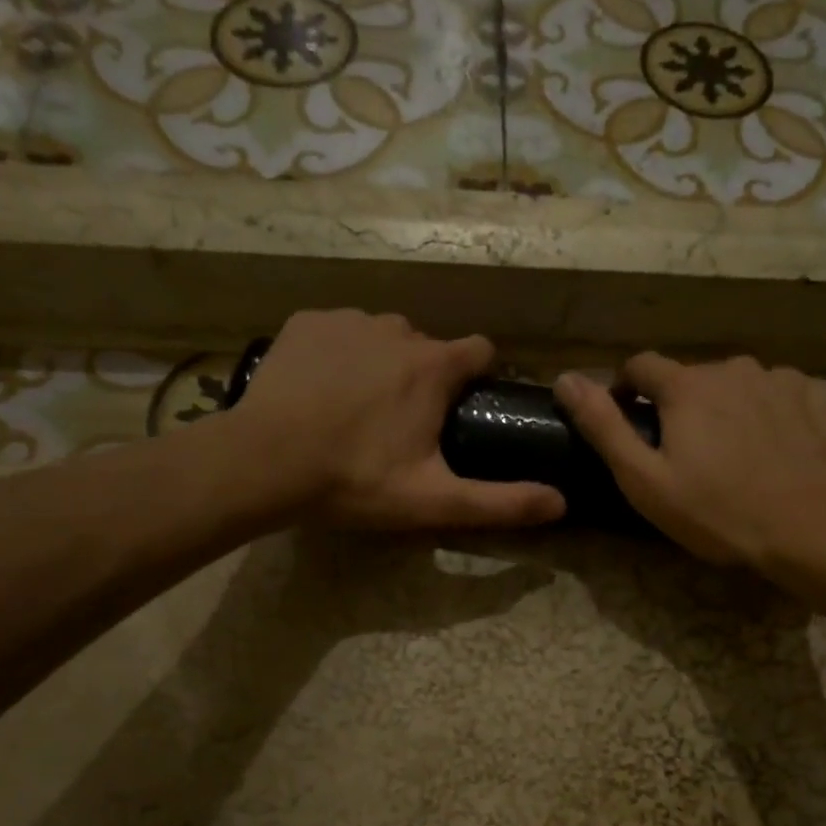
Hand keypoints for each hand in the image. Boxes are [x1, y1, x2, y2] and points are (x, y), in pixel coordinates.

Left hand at [228, 309, 565, 529]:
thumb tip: (561, 504)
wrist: (264, 462)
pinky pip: (339, 331)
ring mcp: (348, 321)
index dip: (478, 377)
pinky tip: (320, 390)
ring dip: (382, 363)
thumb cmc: (355, 480)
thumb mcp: (434, 500)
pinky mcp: (307, 323)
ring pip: (383, 336)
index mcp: (434, 367)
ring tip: (356, 409)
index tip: (464, 407)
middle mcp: (398, 330)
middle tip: (401, 425)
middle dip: (425, 377)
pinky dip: (339, 353)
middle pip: (429, 347)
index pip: (481, 351)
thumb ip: (501, 502)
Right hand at [554, 354, 825, 567]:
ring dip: (734, 409)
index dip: (628, 389)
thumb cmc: (718, 512)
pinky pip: (790, 396)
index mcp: (687, 386)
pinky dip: (780, 414)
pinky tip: (785, 450)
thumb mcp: (644, 480)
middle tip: (691, 455)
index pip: (641, 366)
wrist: (813, 530)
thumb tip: (565, 379)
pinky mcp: (825, 398)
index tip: (630, 419)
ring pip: (744, 386)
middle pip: (696, 379)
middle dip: (685, 407)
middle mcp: (735, 368)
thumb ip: (603, 426)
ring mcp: (785, 379)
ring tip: (741, 456)